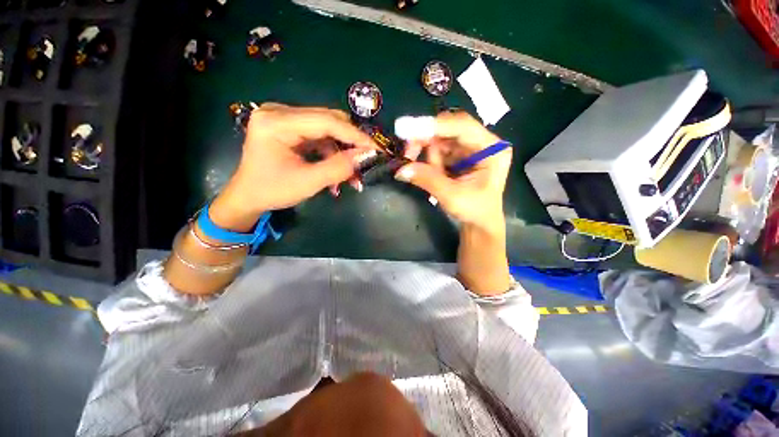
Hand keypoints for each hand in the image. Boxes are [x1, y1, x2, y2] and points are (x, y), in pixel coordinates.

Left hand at [210, 103, 375, 230]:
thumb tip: (367, 156)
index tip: (377, 148)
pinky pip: (321, 137)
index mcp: (276, 121)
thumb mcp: (308, 182)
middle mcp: (280, 112)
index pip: (326, 121)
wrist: (248, 196)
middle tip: (367, 161)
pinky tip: (339, 170)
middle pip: (329, 121)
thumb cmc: (272, 191)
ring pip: (328, 130)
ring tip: (353, 175)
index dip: (355, 135)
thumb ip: (339, 168)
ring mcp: (286, 118)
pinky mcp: (291, 128)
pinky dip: (334, 154)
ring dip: (343, 152)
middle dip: (351, 143)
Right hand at [394, 111, 510, 229]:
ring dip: (429, 157)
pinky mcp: (461, 155)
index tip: (408, 130)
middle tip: (408, 155)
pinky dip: (431, 161)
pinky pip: (439, 150)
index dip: (434, 126)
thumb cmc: (474, 211)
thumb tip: (401, 169)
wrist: (479, 223)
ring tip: (433, 178)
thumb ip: (427, 179)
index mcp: (491, 149)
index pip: (462, 126)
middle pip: (448, 129)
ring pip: (441, 140)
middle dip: (426, 141)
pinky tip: (435, 175)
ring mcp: (471, 148)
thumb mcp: (451, 196)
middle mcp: (482, 142)